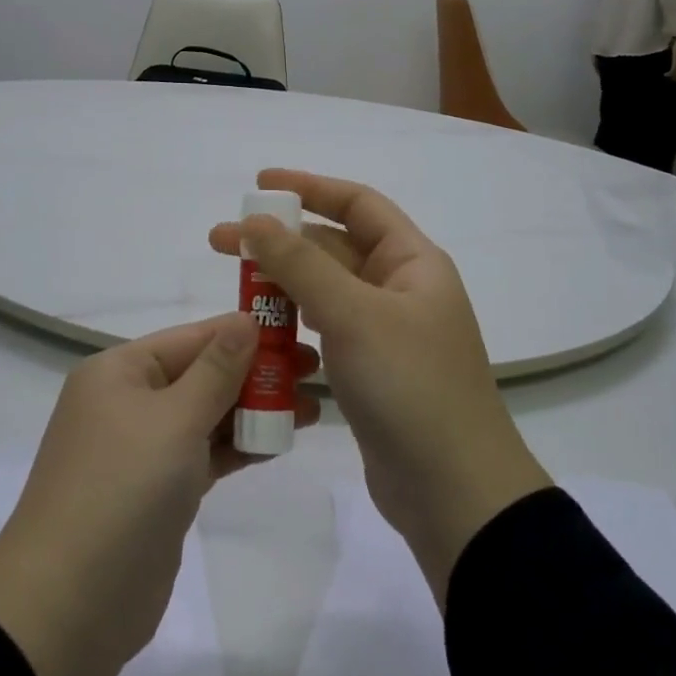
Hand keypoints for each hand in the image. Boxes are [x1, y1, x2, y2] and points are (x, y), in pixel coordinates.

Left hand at [0, 316, 319, 675]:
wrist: (71, 605)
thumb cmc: (123, 489)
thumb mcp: (175, 418)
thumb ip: (217, 369)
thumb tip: (246, 319)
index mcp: (119, 371)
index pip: (193, 336)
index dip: (246, 332)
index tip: (300, 331)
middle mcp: (128, 401)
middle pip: (203, 374)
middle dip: (257, 373)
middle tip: (316, 372)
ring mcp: (142, 449)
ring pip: (207, 415)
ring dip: (254, 410)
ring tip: (311, 408)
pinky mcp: (158, 490)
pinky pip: (205, 453)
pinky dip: (239, 446)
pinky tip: (280, 441)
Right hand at [210, 171, 550, 605]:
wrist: (453, 491)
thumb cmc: (410, 387)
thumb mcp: (354, 315)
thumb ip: (302, 265)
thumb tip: (258, 222)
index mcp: (412, 262)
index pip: (358, 204)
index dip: (309, 187)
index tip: (260, 185)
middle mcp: (401, 289)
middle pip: (334, 247)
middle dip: (281, 240)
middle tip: (222, 242)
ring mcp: (385, 333)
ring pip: (326, 292)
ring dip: (283, 284)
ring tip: (234, 287)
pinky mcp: (370, 371)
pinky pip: (326, 331)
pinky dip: (295, 324)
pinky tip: (263, 331)